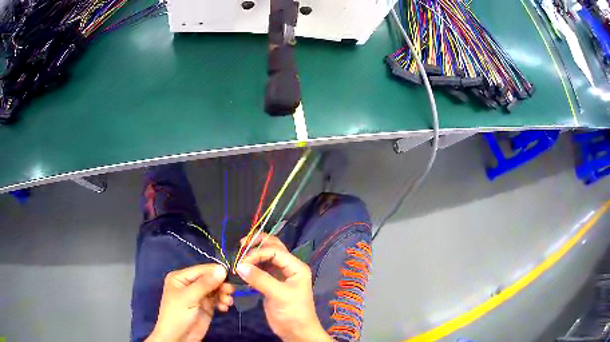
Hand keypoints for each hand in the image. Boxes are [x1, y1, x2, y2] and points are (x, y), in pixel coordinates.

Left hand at [146, 264, 233, 341]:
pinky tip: (224, 308)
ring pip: (216, 289)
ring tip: (227, 302)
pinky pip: (217, 299)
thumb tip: (222, 269)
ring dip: (223, 294)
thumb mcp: (189, 298)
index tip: (230, 275)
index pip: (201, 270)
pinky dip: (223, 302)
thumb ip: (205, 284)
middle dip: (221, 285)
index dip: (215, 272)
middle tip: (230, 291)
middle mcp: (190, 284)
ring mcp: (199, 296)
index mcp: (181, 277)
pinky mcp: (206, 306)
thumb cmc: (177, 314)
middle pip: (210, 279)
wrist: (178, 338)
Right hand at [236, 234, 331, 341]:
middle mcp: (288, 268)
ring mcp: (279, 276)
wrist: (296, 331)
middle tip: (240, 245)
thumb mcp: (279, 295)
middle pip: (273, 248)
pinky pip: (261, 270)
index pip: (275, 251)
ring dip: (253, 255)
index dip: (258, 253)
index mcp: (296, 267)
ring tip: (238, 256)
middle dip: (257, 245)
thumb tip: (239, 265)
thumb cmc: (293, 312)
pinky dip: (252, 267)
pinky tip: (242, 269)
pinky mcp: (271, 284)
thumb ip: (260, 279)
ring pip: (266, 258)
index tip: (242, 262)